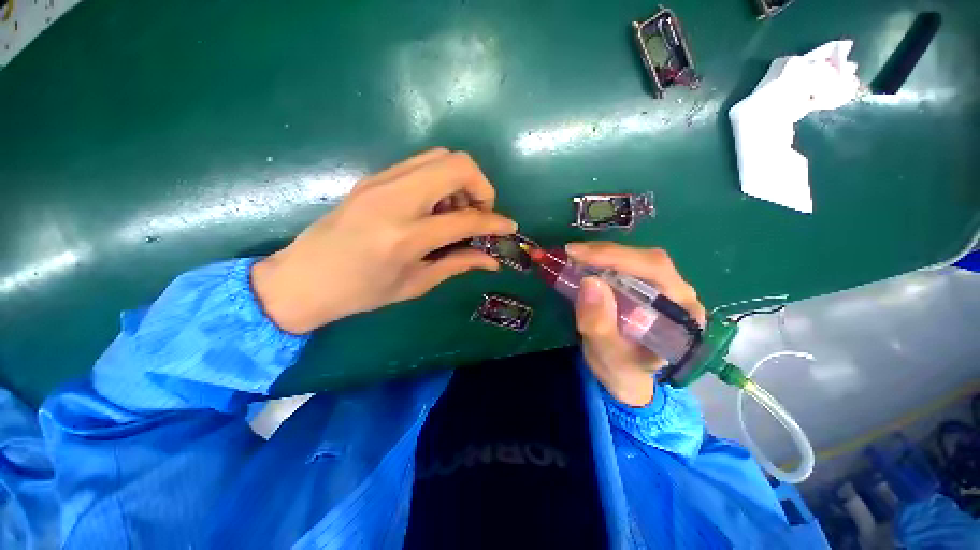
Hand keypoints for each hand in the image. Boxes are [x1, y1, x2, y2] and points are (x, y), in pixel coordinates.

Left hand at [251, 148, 516, 333]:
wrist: (303, 278)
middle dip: (481, 187)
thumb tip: (492, 260)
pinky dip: (440, 180)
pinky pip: (421, 164)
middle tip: (478, 214)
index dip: (495, 222)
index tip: (509, 227)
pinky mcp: (374, 177)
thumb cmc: (361, 292)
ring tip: (456, 212)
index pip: (466, 218)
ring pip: (440, 157)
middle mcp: (395, 199)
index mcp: (405, 236)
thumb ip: (458, 264)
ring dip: (460, 181)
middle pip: (457, 165)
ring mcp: (381, 182)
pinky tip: (435, 207)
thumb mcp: (415, 284)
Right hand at [566, 242, 705, 406]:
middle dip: (606, 253)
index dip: (616, 257)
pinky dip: (601, 261)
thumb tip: (589, 281)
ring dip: (602, 254)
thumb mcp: (607, 355)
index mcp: (682, 314)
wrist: (628, 377)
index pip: (655, 271)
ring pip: (636, 259)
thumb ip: (599, 324)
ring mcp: (664, 288)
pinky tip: (584, 263)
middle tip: (571, 253)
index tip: (578, 254)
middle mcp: (679, 295)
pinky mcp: (646, 287)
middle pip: (646, 260)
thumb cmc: (623, 371)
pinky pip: (626, 266)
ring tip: (574, 256)